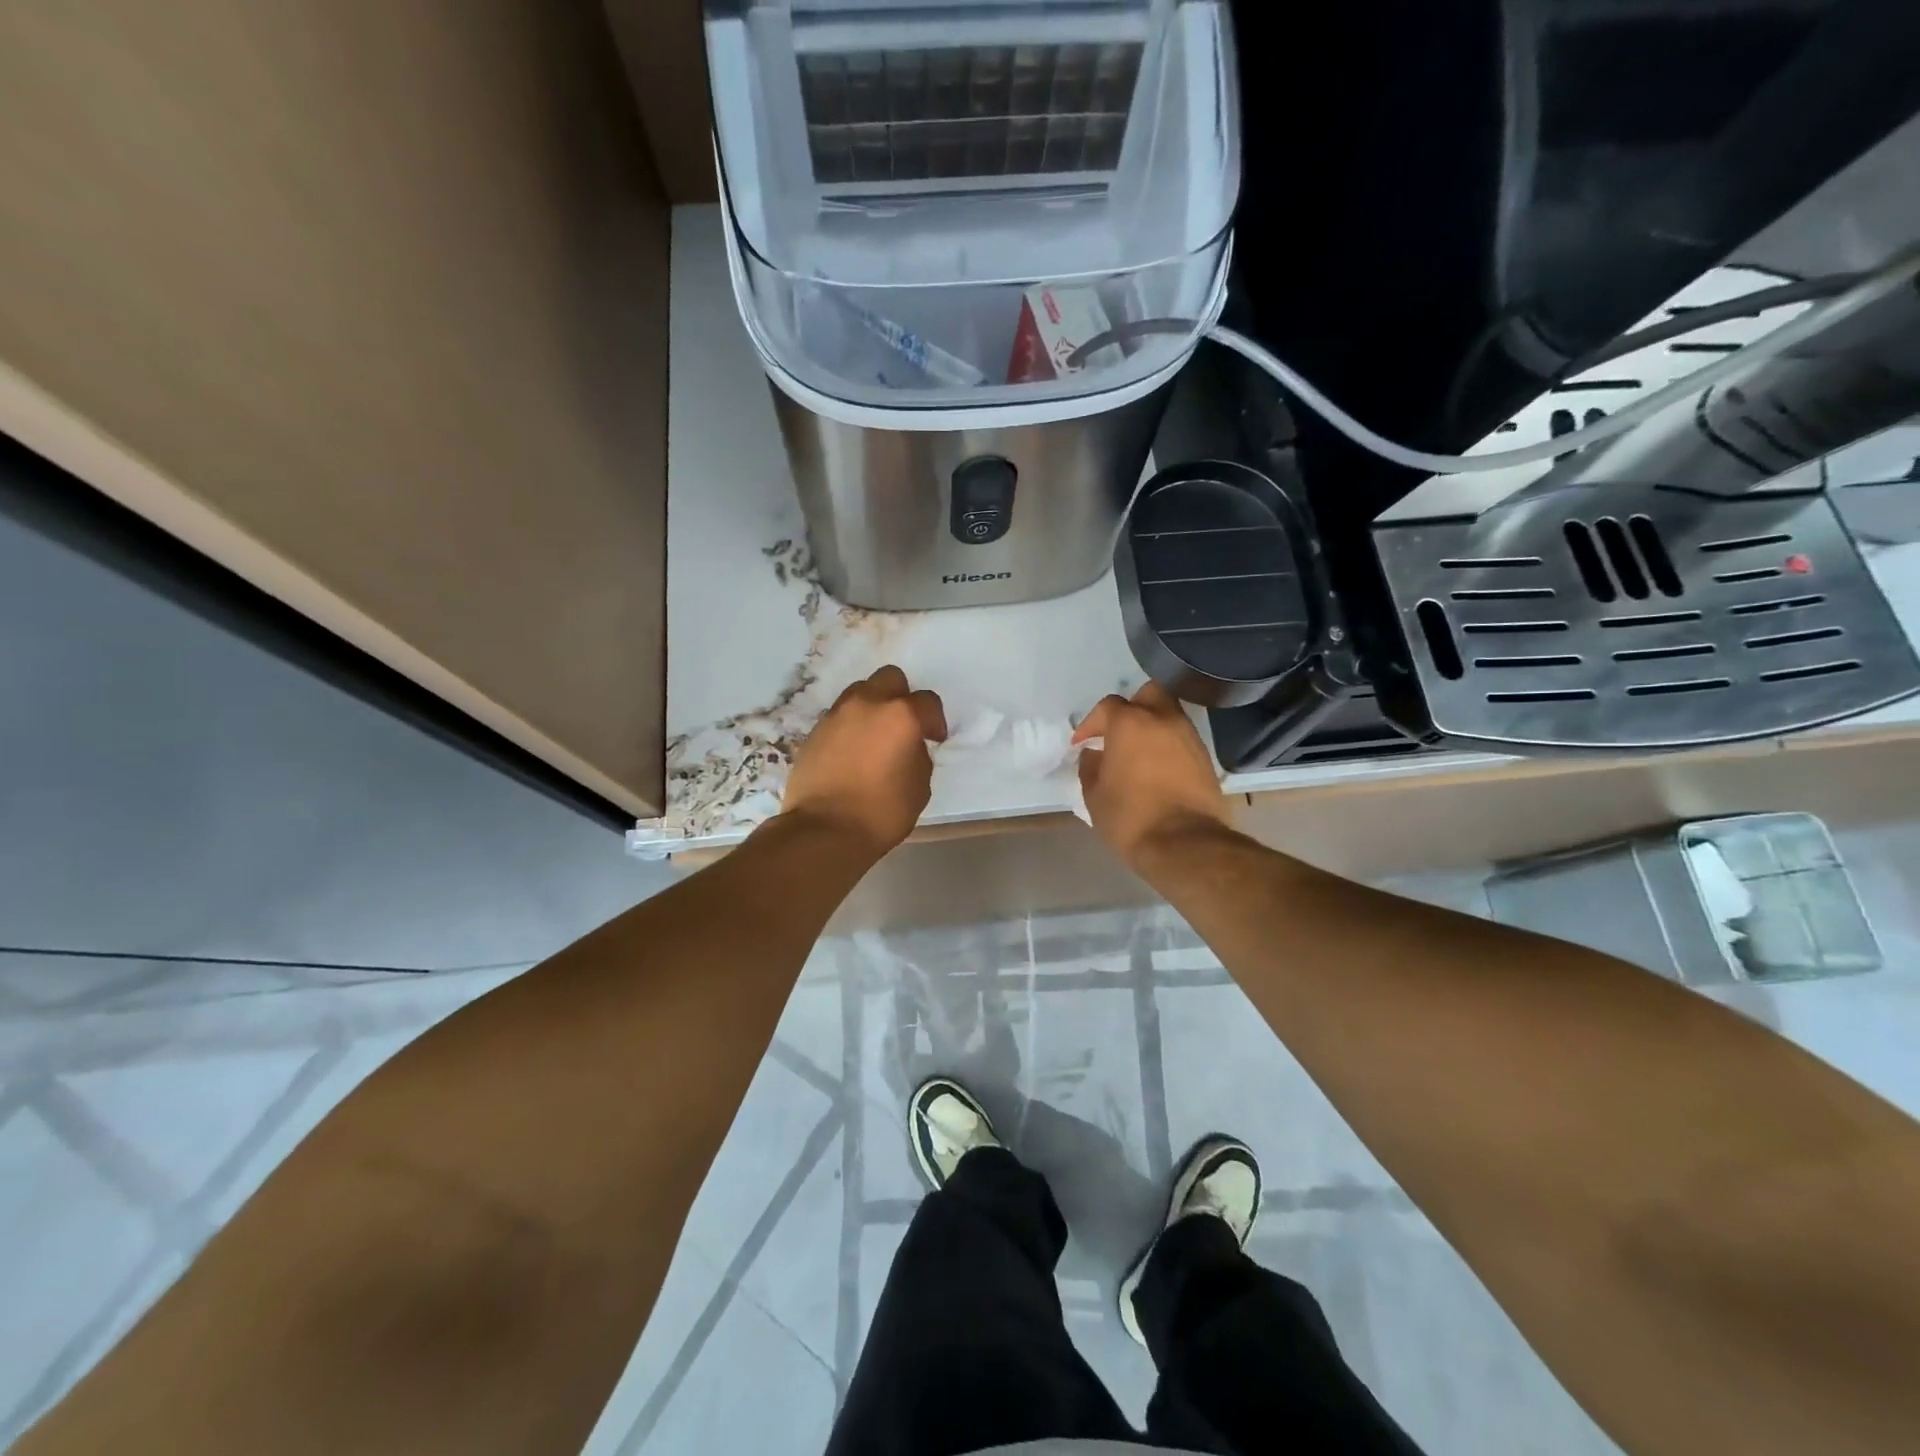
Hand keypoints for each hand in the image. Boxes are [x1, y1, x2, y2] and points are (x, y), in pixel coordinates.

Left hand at [782, 666, 946, 855]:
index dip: (935, 720)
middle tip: (903, 726)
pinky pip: (838, 717)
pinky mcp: (814, 731)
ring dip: (872, 707)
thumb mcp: (919, 787)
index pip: (927, 701)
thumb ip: (918, 756)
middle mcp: (867, 704)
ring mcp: (836, 715)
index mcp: (901, 715)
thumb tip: (908, 747)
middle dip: (901, 697)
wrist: (825, 830)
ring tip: (874, 737)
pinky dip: (849, 727)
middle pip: (890, 678)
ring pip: (860, 692)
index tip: (934, 739)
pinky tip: (851, 753)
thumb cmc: (882, 812)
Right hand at [1073, 682, 1232, 866]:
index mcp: (1131, 723)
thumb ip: (1090, 767)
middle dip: (1132, 707)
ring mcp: (1188, 737)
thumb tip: (1093, 754)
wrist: (1186, 844)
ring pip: (1169, 715)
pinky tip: (1157, 767)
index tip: (1081, 743)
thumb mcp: (1095, 795)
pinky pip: (1182, 738)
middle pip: (1148, 694)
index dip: (1090, 723)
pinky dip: (1168, 745)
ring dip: (1152, 726)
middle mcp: (1163, 720)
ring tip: (1138, 752)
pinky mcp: (1205, 758)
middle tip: (1118, 732)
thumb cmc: (1131, 817)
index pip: (1107, 707)